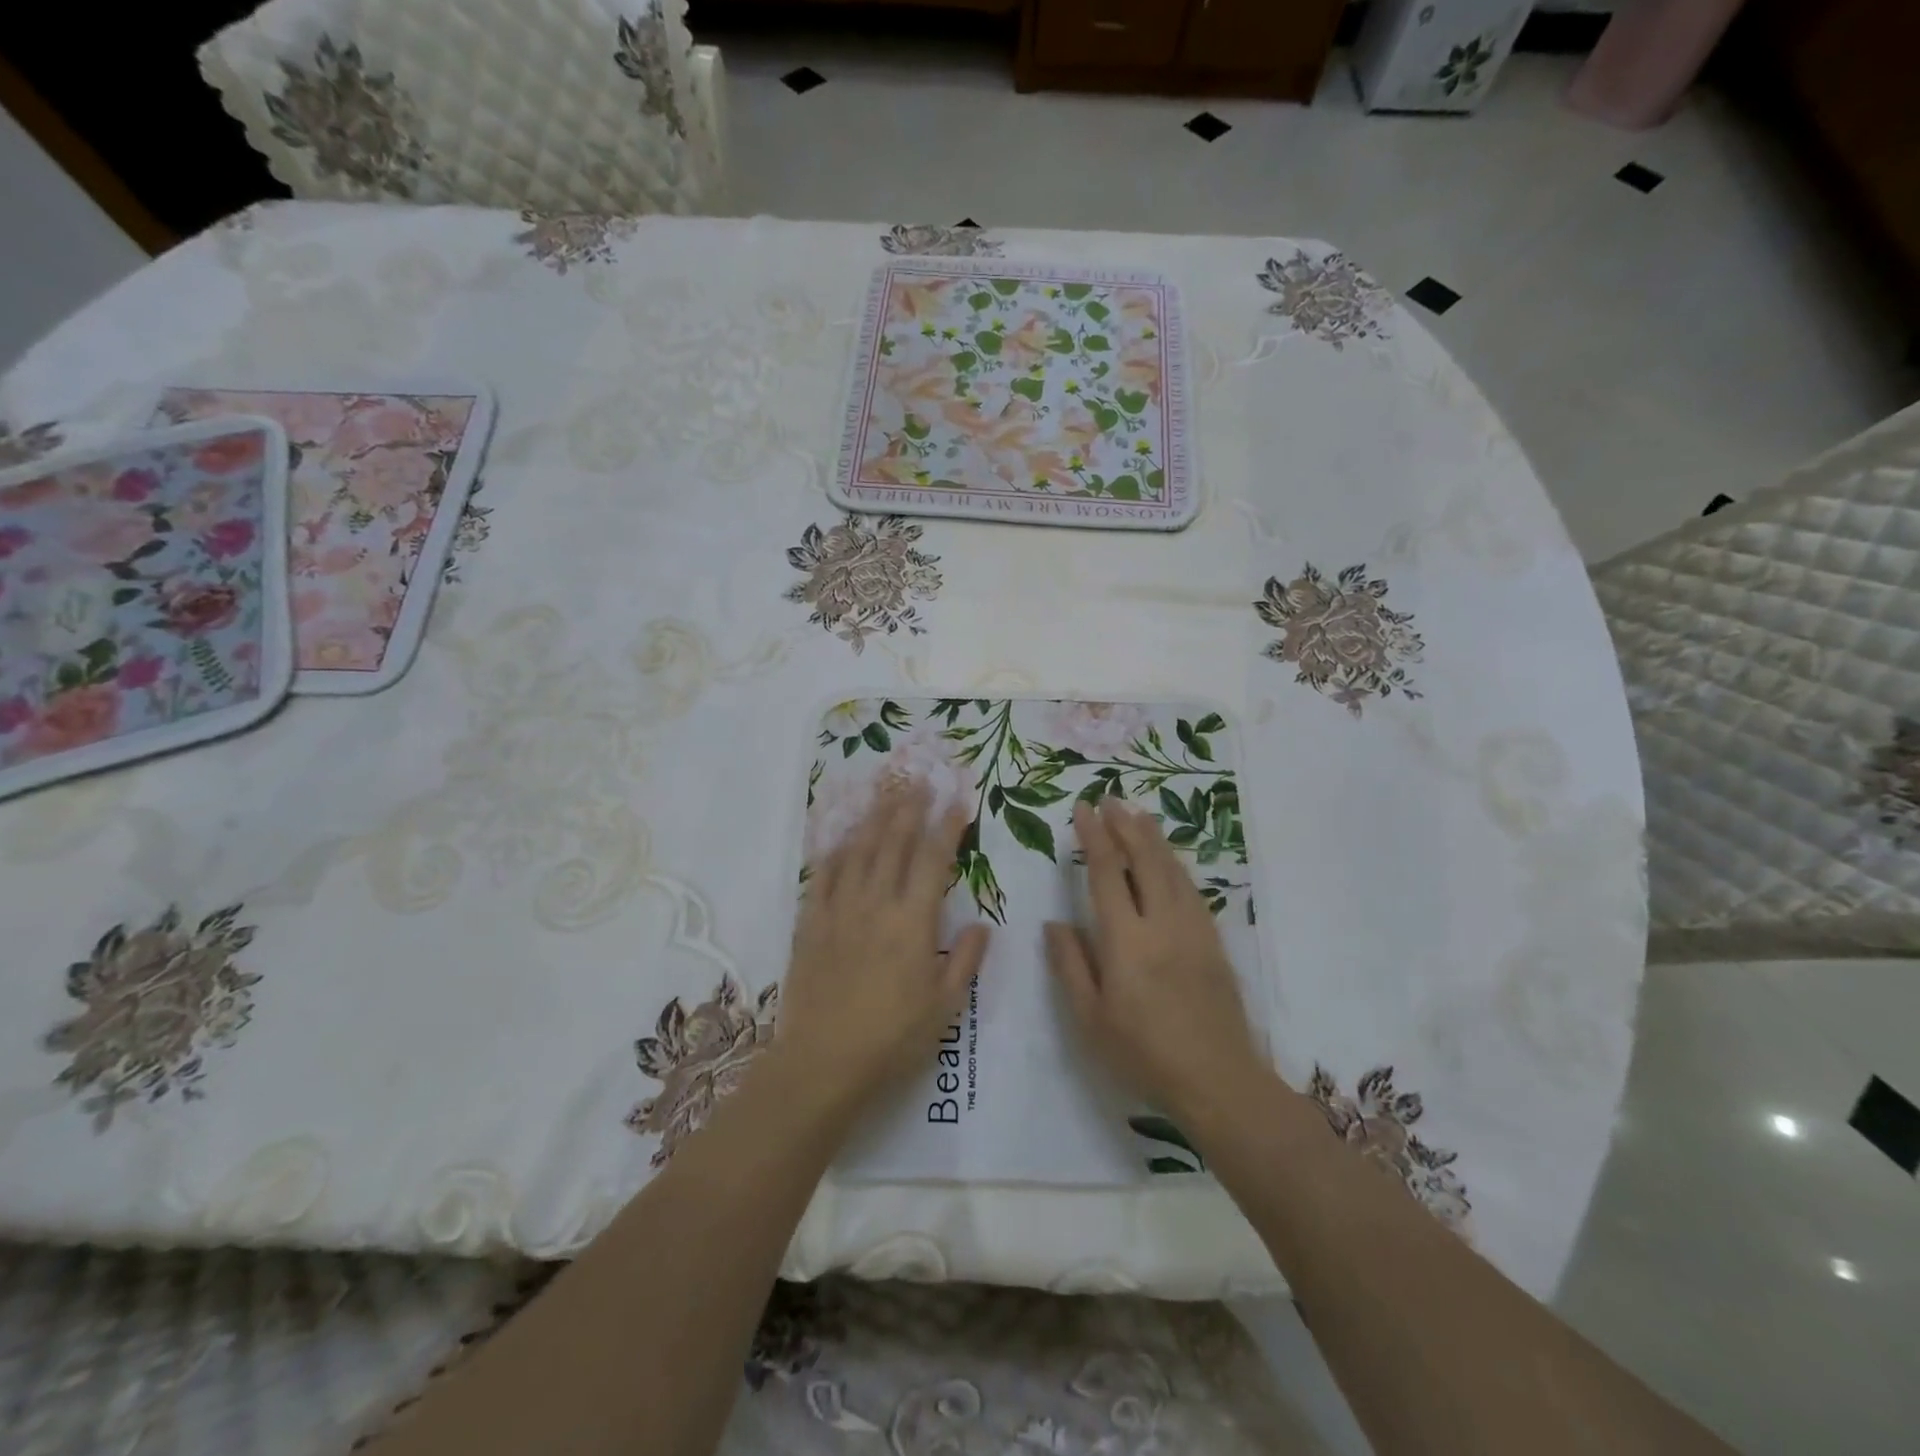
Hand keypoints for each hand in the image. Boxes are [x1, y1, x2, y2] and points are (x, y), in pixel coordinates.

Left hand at [778, 779, 990, 1113]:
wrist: (823, 1062)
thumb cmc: (892, 1038)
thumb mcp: (944, 1007)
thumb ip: (965, 961)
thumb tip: (982, 925)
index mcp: (913, 921)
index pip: (934, 859)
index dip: (948, 825)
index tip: (958, 799)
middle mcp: (876, 903)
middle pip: (894, 843)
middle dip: (909, 808)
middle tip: (919, 781)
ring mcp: (839, 910)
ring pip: (858, 851)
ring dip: (873, 819)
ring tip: (885, 793)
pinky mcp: (810, 923)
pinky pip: (821, 876)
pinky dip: (833, 852)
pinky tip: (839, 838)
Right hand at [1045, 799, 1264, 1126]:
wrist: (1218, 1081)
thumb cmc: (1143, 1054)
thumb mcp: (1090, 1019)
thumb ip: (1070, 965)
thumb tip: (1054, 923)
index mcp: (1126, 941)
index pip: (1106, 874)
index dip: (1093, 837)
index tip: (1083, 809)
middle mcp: (1161, 923)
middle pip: (1144, 860)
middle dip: (1125, 825)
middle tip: (1110, 799)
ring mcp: (1193, 930)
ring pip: (1172, 869)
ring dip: (1153, 838)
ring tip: (1138, 815)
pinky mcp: (1213, 942)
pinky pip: (1192, 889)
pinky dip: (1176, 865)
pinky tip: (1169, 860)